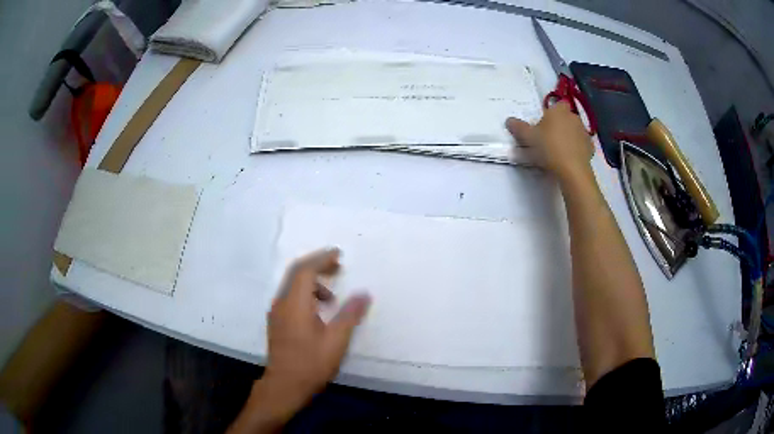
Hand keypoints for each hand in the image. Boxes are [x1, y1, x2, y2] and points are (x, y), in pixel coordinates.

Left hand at [266, 248, 370, 394]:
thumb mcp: (336, 340)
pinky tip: (319, 311)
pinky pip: (290, 297)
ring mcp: (277, 313)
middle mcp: (282, 303)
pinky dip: (306, 294)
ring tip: (333, 297)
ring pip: (292, 285)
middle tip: (338, 266)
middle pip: (296, 273)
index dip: (322, 259)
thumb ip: (350, 315)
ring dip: (312, 281)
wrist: (284, 385)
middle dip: (317, 265)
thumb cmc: (311, 363)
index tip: (338, 254)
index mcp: (295, 304)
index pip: (305, 270)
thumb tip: (364, 294)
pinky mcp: (277, 322)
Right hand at [506, 102, 593, 181]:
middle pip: (566, 118)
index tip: (546, 122)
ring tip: (558, 151)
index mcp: (559, 110)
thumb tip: (509, 120)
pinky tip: (568, 159)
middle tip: (549, 138)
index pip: (558, 104)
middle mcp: (574, 117)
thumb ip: (518, 127)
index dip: (553, 112)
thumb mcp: (528, 137)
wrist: (572, 170)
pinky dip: (576, 149)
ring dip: (569, 137)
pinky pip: (581, 145)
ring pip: (575, 131)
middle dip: (560, 125)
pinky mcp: (590, 148)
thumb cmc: (549, 147)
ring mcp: (584, 132)